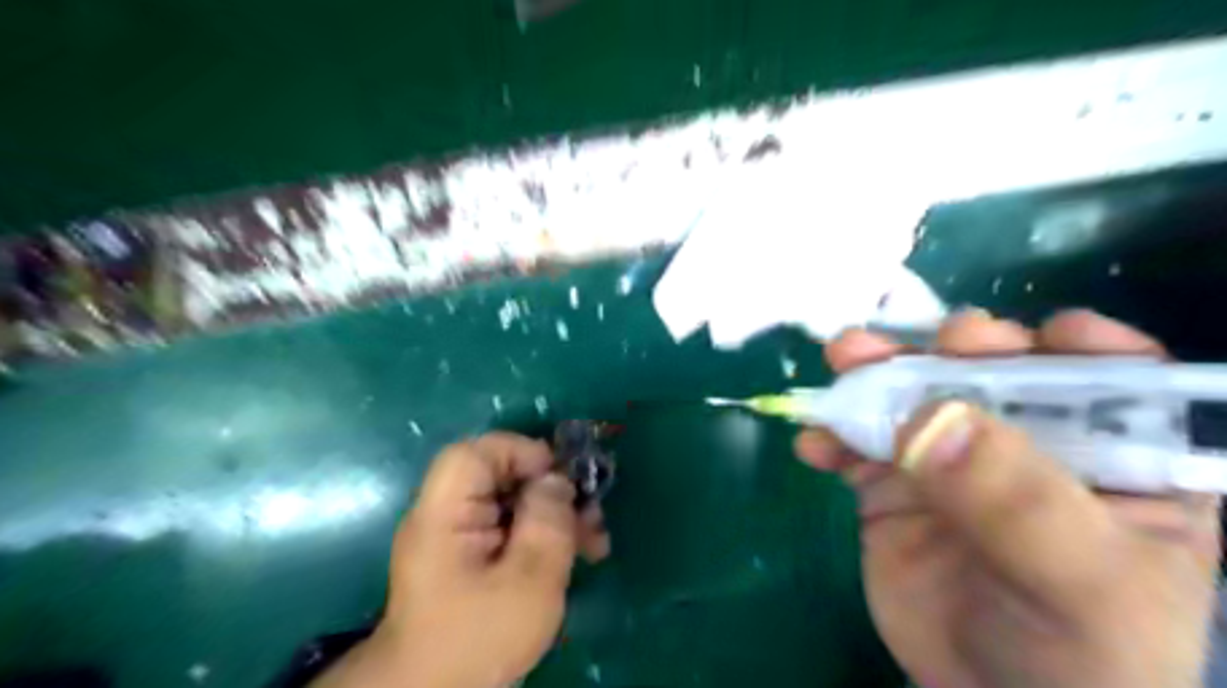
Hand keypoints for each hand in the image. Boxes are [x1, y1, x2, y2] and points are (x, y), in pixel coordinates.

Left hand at [312, 432, 608, 686]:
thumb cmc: (481, 638)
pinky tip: (575, 554)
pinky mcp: (470, 557)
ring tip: (593, 541)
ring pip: (511, 501)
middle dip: (550, 489)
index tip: (559, 477)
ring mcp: (457, 537)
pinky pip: (510, 527)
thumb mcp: (529, 579)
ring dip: (555, 514)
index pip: (474, 453)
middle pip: (499, 475)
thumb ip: (548, 521)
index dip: (519, 452)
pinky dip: (542, 534)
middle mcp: (445, 516)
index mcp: (443, 514)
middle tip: (589, 513)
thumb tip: (556, 479)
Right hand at [796, 310, 1216, 687]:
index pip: (1112, 379)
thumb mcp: (1081, 584)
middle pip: (991, 374)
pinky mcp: (893, 485)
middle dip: (948, 350)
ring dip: (872, 376)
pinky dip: (831, 436)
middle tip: (907, 346)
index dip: (1075, 347)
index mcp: (1116, 460)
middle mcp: (1028, 446)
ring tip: (842, 360)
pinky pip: (856, 446)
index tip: (1035, 335)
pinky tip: (813, 443)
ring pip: (911, 399)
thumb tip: (932, 418)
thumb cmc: (1080, 656)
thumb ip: (1018, 499)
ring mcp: (950, 462)